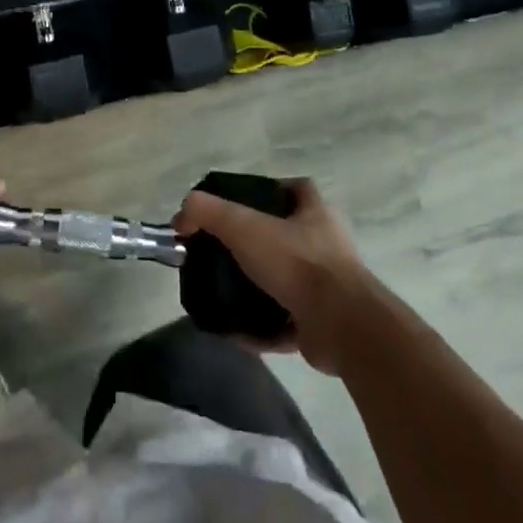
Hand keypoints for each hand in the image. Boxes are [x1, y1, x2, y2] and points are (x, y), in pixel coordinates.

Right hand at [173, 178, 378, 372]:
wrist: (341, 326)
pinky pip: (283, 323)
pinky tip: (234, 332)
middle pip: (287, 237)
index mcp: (315, 214)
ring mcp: (327, 288)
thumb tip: (180, 216)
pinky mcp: (321, 325)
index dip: (270, 191)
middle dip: (256, 245)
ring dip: (256, 289)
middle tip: (222, 252)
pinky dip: (260, 329)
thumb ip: (207, 213)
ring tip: (223, 292)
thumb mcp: (243, 226)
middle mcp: (325, 246)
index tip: (242, 203)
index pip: (296, 190)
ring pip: (284, 282)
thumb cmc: (297, 263)